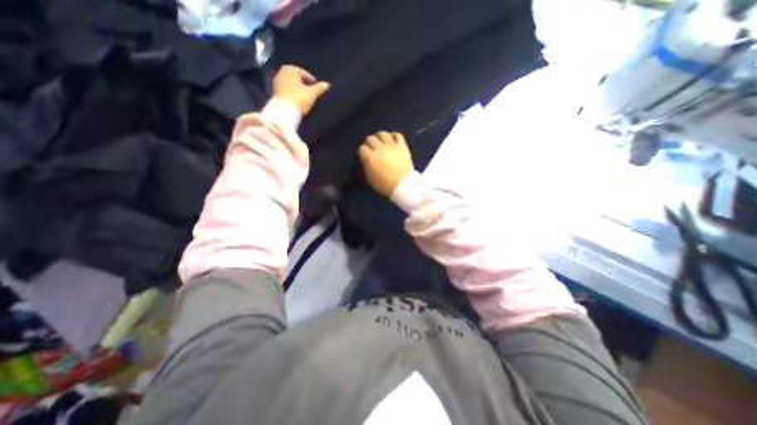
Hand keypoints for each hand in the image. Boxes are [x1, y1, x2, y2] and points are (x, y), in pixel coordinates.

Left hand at [275, 65, 329, 113]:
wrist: (284, 112)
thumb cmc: (299, 98)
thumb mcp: (312, 93)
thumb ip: (320, 88)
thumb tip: (327, 84)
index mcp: (291, 69)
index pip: (304, 73)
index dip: (312, 81)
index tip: (317, 88)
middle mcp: (281, 72)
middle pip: (296, 78)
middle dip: (304, 84)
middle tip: (312, 92)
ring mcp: (276, 82)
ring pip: (291, 85)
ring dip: (298, 89)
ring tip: (306, 97)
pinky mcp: (274, 92)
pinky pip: (287, 91)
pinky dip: (292, 94)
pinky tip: (298, 100)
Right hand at [358, 132, 416, 194]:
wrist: (403, 185)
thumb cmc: (385, 185)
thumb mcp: (370, 179)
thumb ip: (367, 167)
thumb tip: (366, 160)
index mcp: (370, 158)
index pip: (362, 148)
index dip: (362, 152)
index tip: (364, 155)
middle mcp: (380, 149)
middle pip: (370, 139)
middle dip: (369, 143)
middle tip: (371, 148)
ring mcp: (392, 146)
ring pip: (383, 134)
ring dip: (379, 136)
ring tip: (380, 140)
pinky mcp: (402, 146)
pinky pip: (397, 135)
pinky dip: (393, 135)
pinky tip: (391, 138)